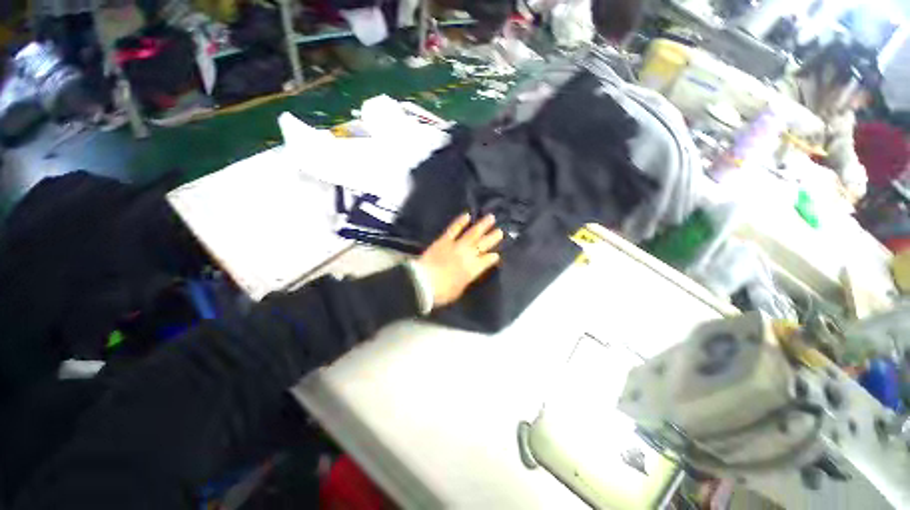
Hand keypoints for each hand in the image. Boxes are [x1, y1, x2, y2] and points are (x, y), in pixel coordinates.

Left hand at [416, 213, 503, 307]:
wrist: (423, 283)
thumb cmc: (442, 292)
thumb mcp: (459, 290)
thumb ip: (467, 280)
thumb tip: (469, 274)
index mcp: (473, 269)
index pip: (487, 260)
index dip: (493, 257)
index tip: (496, 254)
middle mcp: (468, 255)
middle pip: (483, 244)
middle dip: (493, 237)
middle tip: (500, 231)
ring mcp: (456, 246)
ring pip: (472, 233)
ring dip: (482, 225)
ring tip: (491, 217)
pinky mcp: (444, 240)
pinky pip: (454, 229)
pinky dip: (460, 222)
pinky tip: (467, 215)